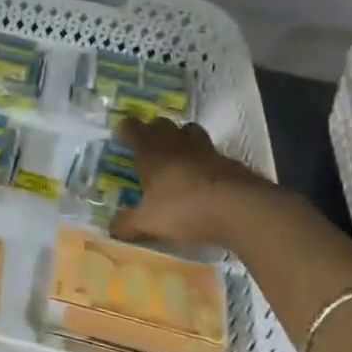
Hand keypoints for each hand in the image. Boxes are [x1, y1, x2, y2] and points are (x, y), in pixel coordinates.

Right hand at [110, 115, 281, 247]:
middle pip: (162, 123)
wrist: (240, 210)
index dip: (125, 130)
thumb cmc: (184, 209)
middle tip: (148, 146)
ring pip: (190, 131)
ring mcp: (206, 150)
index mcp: (151, 152)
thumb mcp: (148, 222)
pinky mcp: (230, 162)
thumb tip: (111, 228)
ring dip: (182, 138)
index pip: (132, 128)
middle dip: (153, 130)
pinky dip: (206, 160)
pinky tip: (205, 178)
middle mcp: (176, 144)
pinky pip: (213, 153)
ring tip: (178, 155)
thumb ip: (127, 224)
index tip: (120, 137)